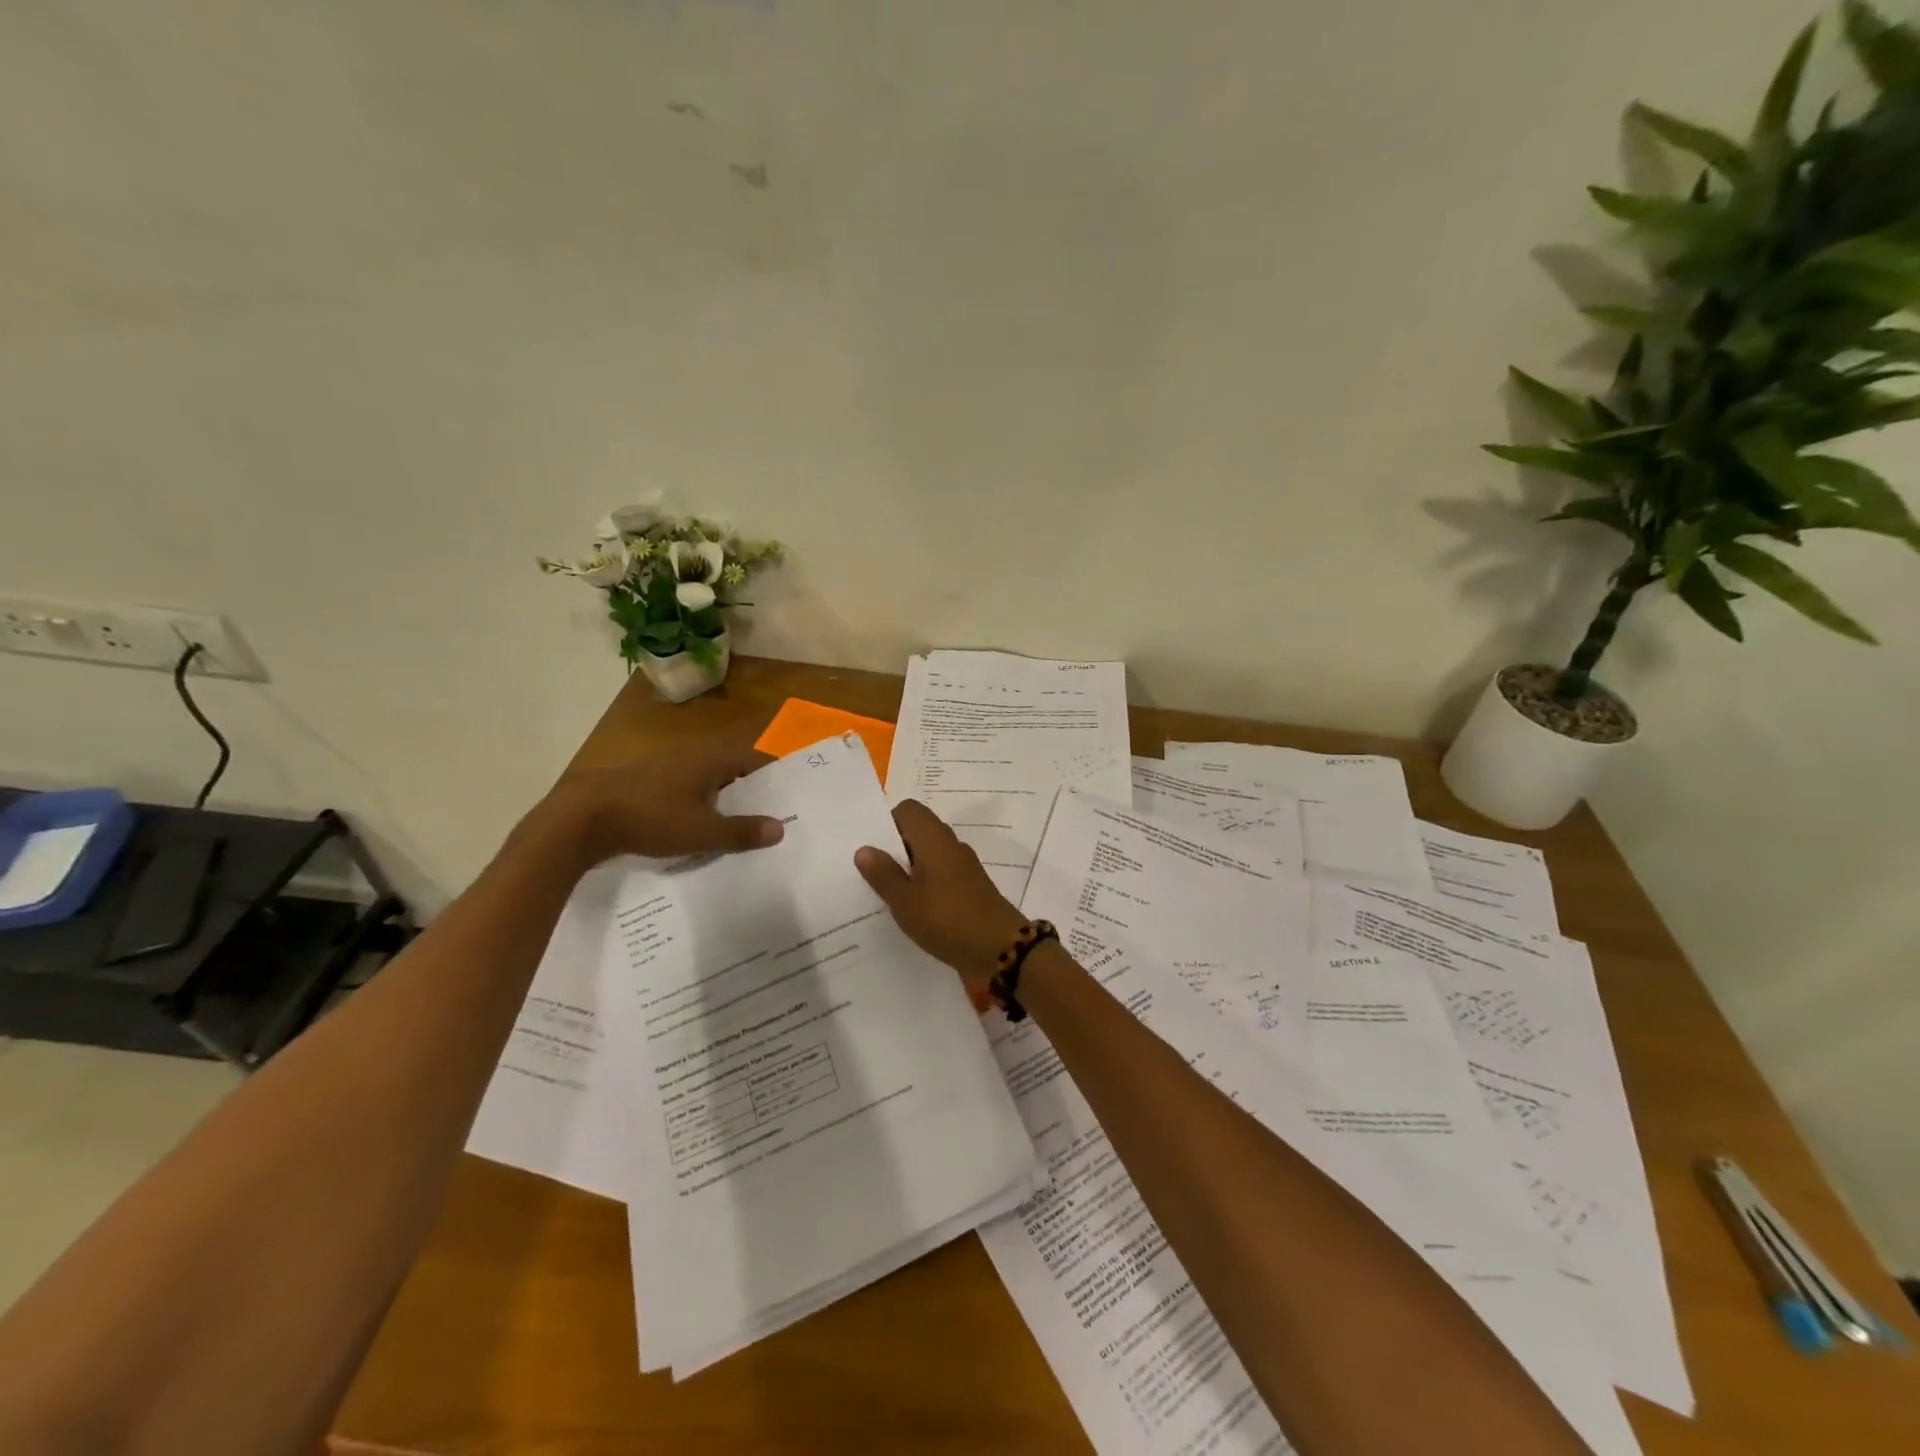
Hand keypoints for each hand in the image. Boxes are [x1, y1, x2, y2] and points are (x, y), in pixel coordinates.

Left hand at [534, 741, 783, 867]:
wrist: (582, 819)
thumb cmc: (651, 818)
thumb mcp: (702, 831)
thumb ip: (742, 831)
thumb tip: (780, 829)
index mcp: (712, 757)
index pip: (756, 758)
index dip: (775, 775)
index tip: (793, 795)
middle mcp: (693, 754)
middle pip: (734, 768)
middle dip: (753, 790)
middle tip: (774, 814)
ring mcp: (668, 765)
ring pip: (709, 780)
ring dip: (726, 799)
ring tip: (743, 825)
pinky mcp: (649, 781)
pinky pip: (688, 789)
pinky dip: (702, 804)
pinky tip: (702, 828)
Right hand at [854, 800, 1027, 985]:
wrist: (1000, 947)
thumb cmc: (947, 919)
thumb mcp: (905, 900)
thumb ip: (883, 873)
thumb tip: (864, 848)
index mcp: (933, 838)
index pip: (908, 809)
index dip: (887, 823)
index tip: (872, 849)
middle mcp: (950, 844)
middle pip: (918, 830)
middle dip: (894, 847)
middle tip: (872, 873)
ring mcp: (964, 865)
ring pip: (930, 853)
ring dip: (909, 867)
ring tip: (888, 893)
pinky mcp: (971, 885)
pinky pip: (941, 873)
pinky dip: (926, 883)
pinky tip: (914, 908)